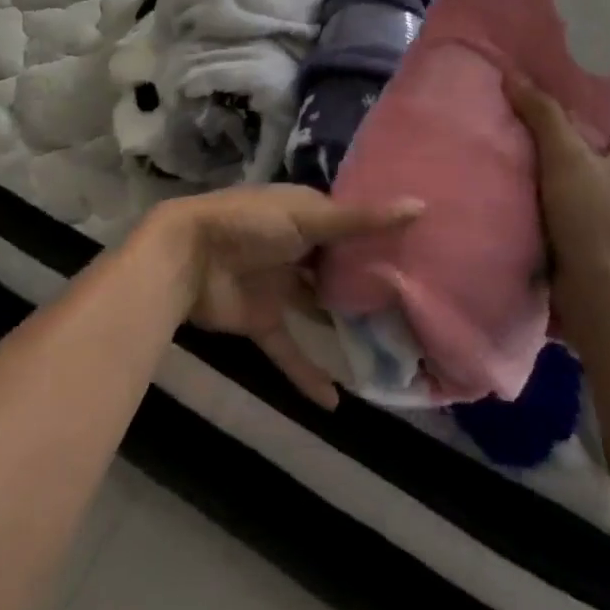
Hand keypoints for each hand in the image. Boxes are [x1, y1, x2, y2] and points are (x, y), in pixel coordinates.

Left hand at [148, 187, 421, 408]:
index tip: (421, 257)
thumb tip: (420, 206)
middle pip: (337, 268)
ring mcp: (278, 285)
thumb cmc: (251, 225)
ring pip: (317, 308)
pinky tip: (336, 403)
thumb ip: (361, 220)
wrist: (188, 257)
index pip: (351, 226)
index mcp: (305, 214)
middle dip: (368, 285)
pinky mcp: (261, 320)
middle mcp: (295, 247)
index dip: (380, 239)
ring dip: (343, 327)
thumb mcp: (310, 217)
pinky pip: (289, 349)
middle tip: (414, 309)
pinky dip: (308, 373)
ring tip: (389, 351)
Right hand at [507, 80, 609, 290]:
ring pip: (584, 172)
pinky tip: (516, 174)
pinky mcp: (586, 238)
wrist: (600, 300)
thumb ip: (543, 115)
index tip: (606, 68)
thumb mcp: (567, 158)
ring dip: (561, 155)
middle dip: (585, 119)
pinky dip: (545, 187)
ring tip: (522, 125)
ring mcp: (608, 213)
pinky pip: (563, 200)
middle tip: (547, 88)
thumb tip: (514, 73)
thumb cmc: (596, 220)